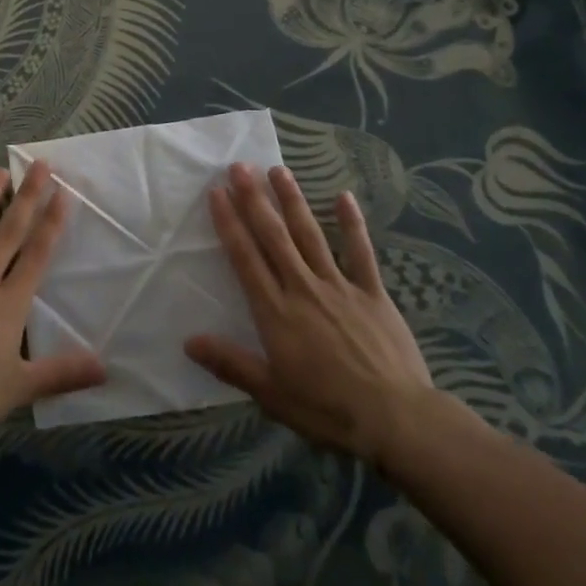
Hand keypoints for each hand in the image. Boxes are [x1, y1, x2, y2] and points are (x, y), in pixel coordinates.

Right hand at [185, 163, 442, 471]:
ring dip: (293, 201)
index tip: (217, 192)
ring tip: (278, 170)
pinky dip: (352, 224)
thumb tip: (188, 341)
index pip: (245, 258)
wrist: (396, 419)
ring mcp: (340, 287)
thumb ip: (231, 364)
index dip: (229, 223)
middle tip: (240, 166)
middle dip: (254, 199)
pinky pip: (361, 253)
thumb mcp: (272, 394)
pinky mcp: (372, 293)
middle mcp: (303, 288)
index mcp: (276, 312)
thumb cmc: (328, 410)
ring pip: (311, 235)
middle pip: (274, 236)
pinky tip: (344, 196)